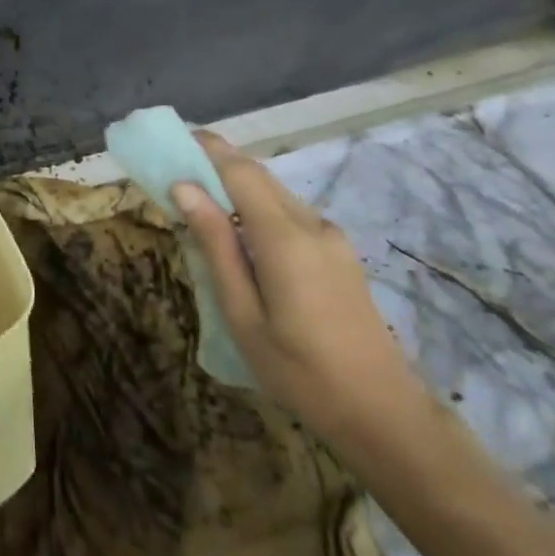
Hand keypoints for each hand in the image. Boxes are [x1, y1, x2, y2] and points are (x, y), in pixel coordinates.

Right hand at [174, 130, 428, 450]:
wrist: (384, 415)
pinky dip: (256, 208)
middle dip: (215, 164)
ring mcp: (330, 236)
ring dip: (235, 186)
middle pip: (257, 175)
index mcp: (284, 236)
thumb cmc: (300, 372)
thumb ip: (215, 245)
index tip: (170, 140)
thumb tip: (183, 188)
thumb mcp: (243, 314)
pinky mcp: (339, 251)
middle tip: (175, 173)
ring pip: (274, 192)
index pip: (239, 170)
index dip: (205, 149)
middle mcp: (311, 223)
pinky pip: (289, 213)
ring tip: (200, 205)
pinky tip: (239, 236)